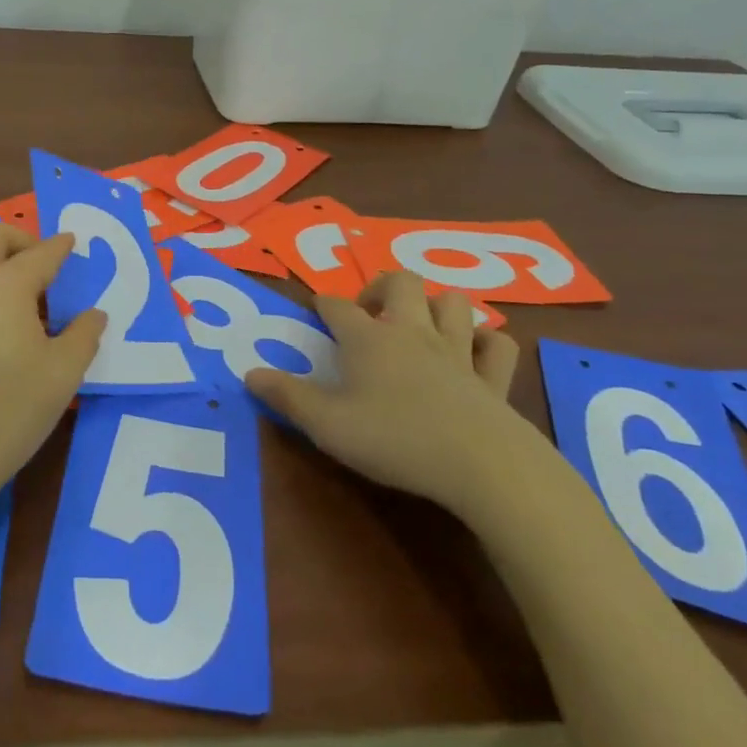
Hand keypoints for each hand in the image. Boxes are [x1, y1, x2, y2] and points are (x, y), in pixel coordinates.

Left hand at [0, 222, 105, 511]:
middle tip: (42, 264)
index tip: (72, 242)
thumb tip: (93, 314)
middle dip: (20, 238)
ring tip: (12, 297)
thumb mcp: (63, 374)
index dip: (60, 246)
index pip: (40, 253)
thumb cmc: (10, 410)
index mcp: (5, 286)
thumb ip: (84, 336)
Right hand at [245, 272, 532, 518]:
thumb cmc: (394, 439)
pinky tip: (474, 353)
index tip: (317, 310)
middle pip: (401, 282)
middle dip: (382, 287)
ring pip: (453, 303)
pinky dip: (486, 342)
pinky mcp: (493, 378)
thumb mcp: (326, 424)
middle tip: (370, 313)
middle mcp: (412, 332)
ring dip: (436, 306)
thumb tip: (249, 373)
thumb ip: (287, 397)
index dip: (324, 304)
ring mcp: (458, 352)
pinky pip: (497, 345)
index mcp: (368, 339)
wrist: (480, 464)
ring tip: (421, 326)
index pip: (338, 306)